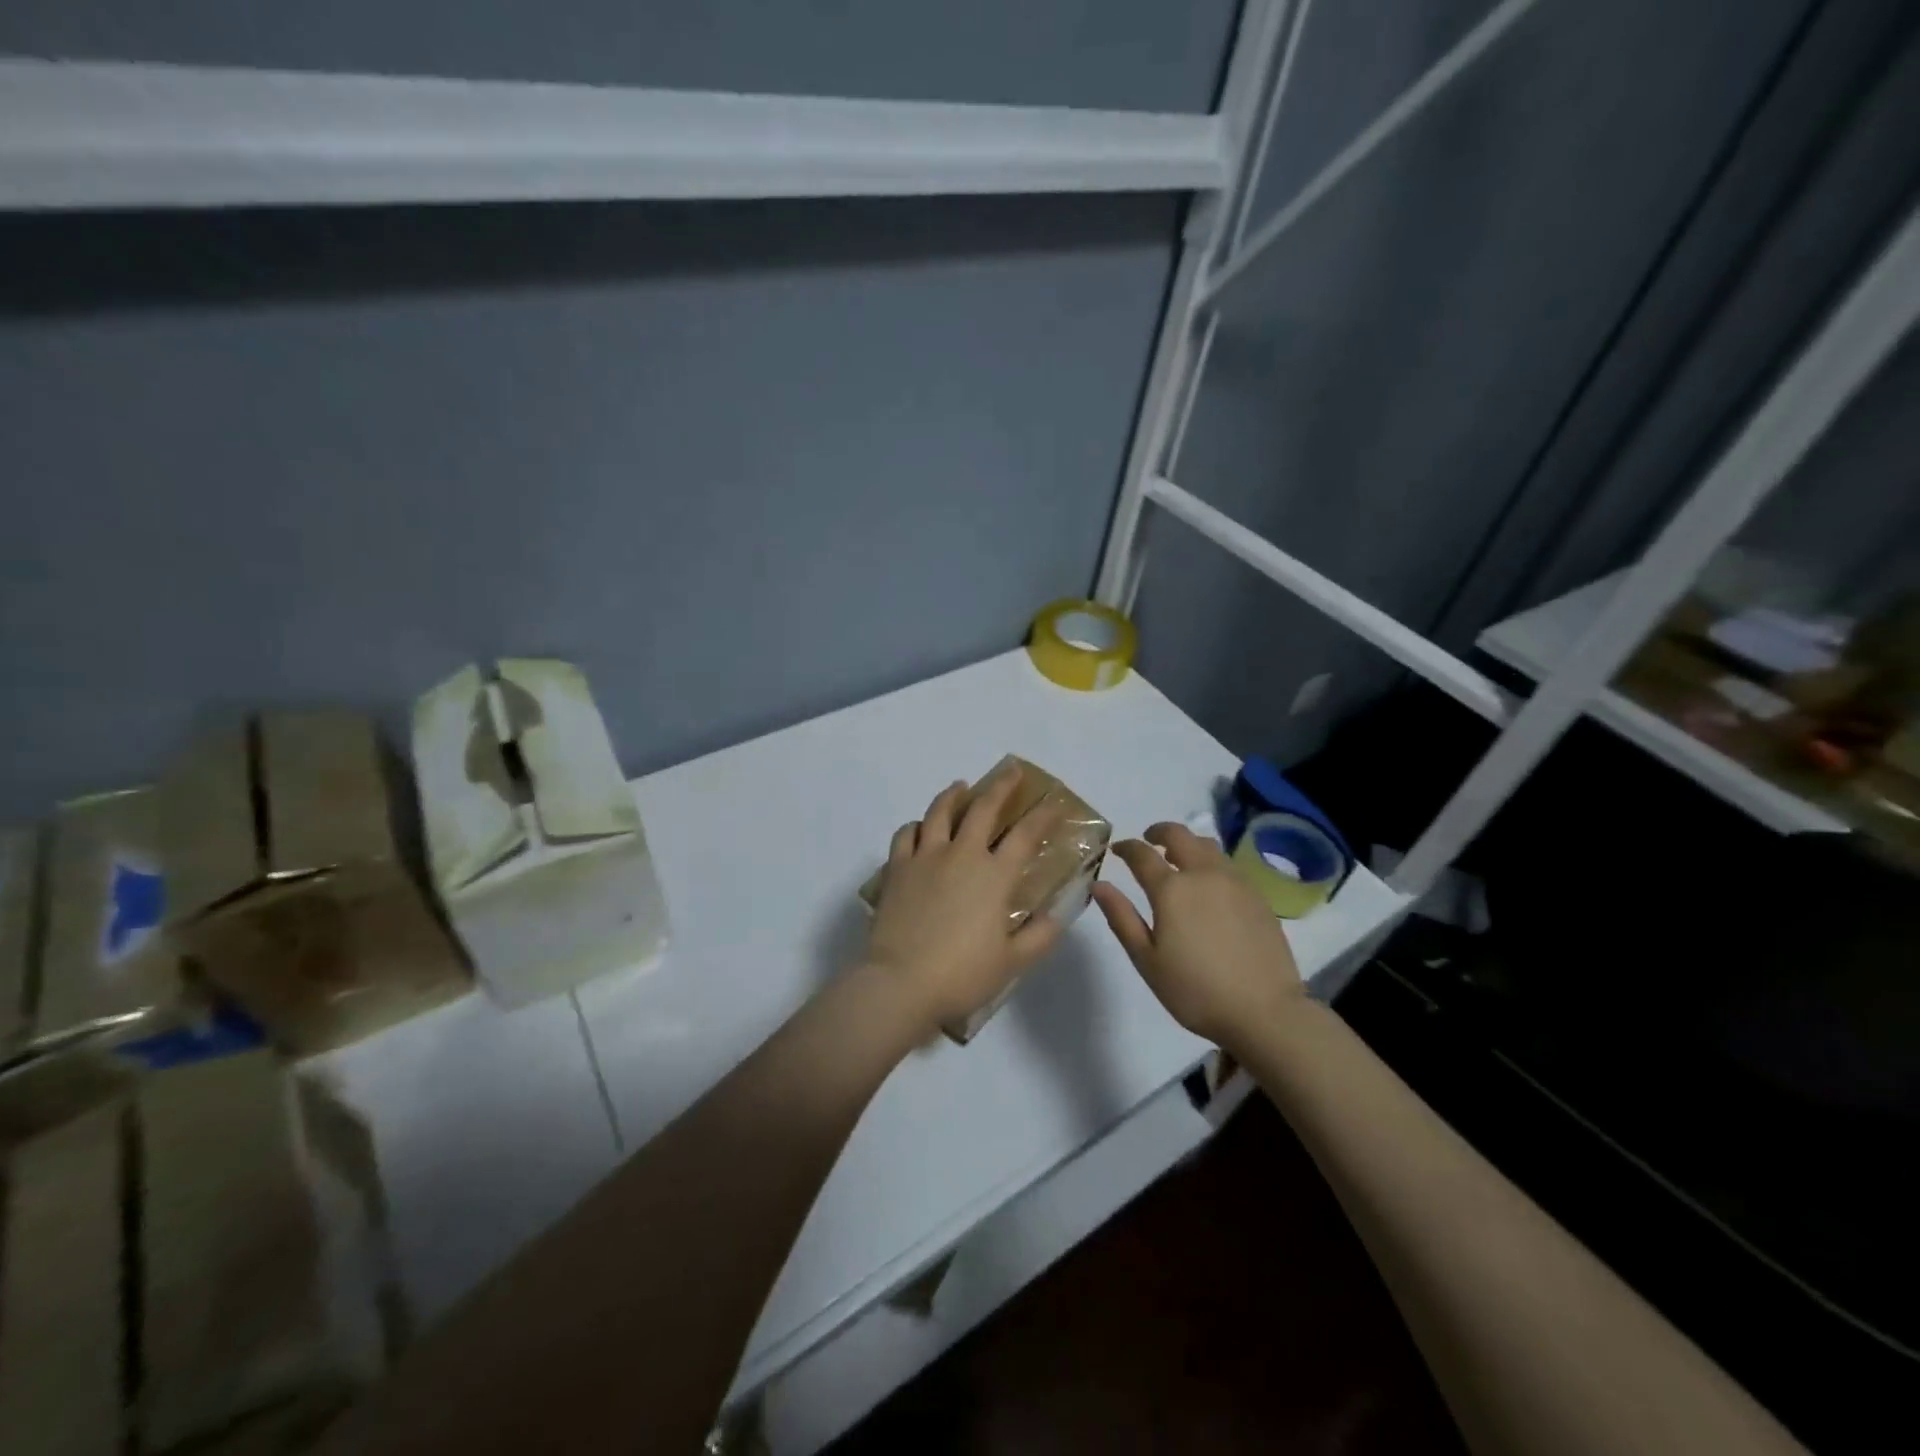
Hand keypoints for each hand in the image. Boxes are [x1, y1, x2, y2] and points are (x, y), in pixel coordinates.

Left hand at [865, 769, 1063, 1036]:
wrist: (901, 983)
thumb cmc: (962, 975)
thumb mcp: (1014, 962)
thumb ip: (1040, 935)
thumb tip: (1058, 914)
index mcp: (994, 875)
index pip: (1025, 835)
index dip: (1042, 816)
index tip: (1054, 802)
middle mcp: (961, 855)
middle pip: (983, 809)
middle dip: (1001, 786)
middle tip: (1011, 771)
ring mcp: (925, 858)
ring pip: (939, 812)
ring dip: (953, 795)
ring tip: (960, 786)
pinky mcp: (897, 868)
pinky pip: (906, 835)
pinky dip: (916, 825)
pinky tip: (920, 827)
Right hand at [1092, 821, 1304, 1048]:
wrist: (1264, 1011)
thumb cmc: (1196, 991)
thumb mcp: (1147, 960)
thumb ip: (1122, 918)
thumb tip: (1099, 885)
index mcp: (1172, 889)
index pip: (1142, 854)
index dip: (1126, 847)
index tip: (1116, 850)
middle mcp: (1203, 874)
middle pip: (1179, 835)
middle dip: (1159, 832)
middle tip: (1148, 841)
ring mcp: (1235, 882)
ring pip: (1207, 845)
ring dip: (1187, 843)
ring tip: (1179, 858)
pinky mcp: (1257, 895)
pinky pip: (1228, 864)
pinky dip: (1211, 861)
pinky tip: (1209, 883)